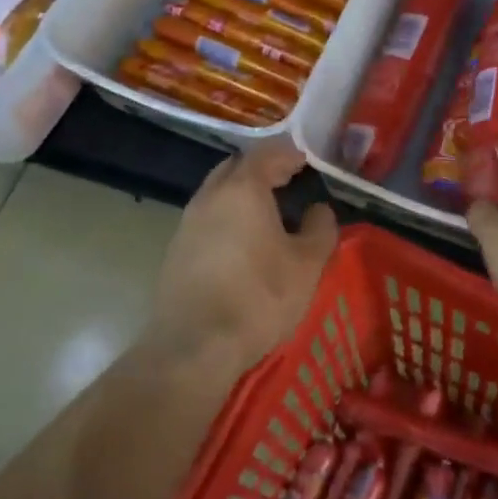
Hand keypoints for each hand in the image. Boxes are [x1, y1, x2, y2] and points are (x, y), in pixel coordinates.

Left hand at [151, 138, 337, 374]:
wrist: (194, 345)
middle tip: (290, 181)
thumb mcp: (307, 265)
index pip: (268, 152)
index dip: (291, 152)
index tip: (309, 160)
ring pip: (219, 192)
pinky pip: (209, 218)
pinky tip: (245, 242)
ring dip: (244, 194)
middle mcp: (210, 196)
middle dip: (264, 168)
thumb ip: (320, 229)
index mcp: (243, 189)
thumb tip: (319, 209)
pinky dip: (229, 217)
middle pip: (237, 167)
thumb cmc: (258, 297)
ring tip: (271, 213)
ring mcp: (188, 222)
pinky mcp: (177, 249)